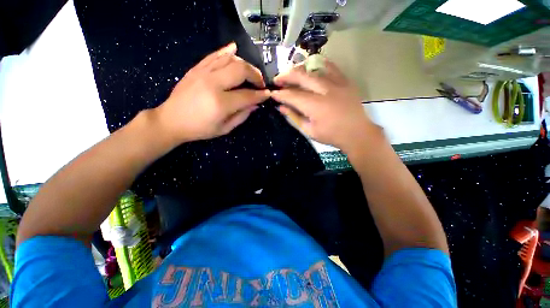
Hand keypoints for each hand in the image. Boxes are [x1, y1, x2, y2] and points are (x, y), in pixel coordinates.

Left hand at [154, 42, 269, 144]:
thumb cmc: (199, 129)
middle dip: (255, 75)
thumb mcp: (224, 129)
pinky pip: (214, 55)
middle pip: (240, 70)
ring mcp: (203, 73)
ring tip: (250, 73)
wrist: (171, 120)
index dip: (260, 95)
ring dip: (245, 64)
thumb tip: (255, 105)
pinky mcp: (196, 69)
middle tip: (260, 83)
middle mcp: (213, 84)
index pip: (247, 95)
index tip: (267, 94)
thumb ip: (242, 116)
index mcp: (220, 103)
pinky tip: (234, 49)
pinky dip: (226, 51)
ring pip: (230, 59)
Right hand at [271, 59, 373, 150]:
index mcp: (316, 106)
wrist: (357, 133)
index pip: (293, 96)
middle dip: (286, 76)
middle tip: (277, 80)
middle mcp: (325, 91)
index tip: (272, 93)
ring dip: (299, 70)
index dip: (281, 94)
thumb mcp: (309, 130)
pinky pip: (331, 67)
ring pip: (314, 69)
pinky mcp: (345, 81)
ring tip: (291, 74)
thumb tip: (281, 107)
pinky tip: (311, 66)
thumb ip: (294, 117)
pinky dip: (319, 65)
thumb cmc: (331, 135)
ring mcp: (337, 83)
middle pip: (302, 76)